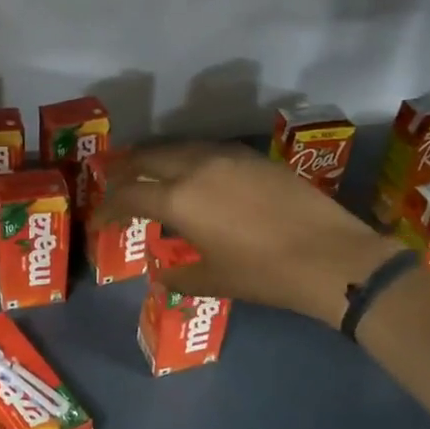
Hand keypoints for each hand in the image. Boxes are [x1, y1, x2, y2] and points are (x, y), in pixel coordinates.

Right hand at [95, 144, 398, 325]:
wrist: (331, 256)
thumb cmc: (264, 274)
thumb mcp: (214, 280)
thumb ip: (179, 276)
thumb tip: (162, 276)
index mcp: (178, 199)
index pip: (128, 196)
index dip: (107, 208)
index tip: (98, 221)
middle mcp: (196, 167)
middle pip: (148, 158)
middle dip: (125, 171)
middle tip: (115, 184)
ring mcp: (227, 156)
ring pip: (179, 148)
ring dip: (157, 159)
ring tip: (150, 174)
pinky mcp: (254, 157)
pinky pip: (208, 150)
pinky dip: (189, 160)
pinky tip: (195, 175)